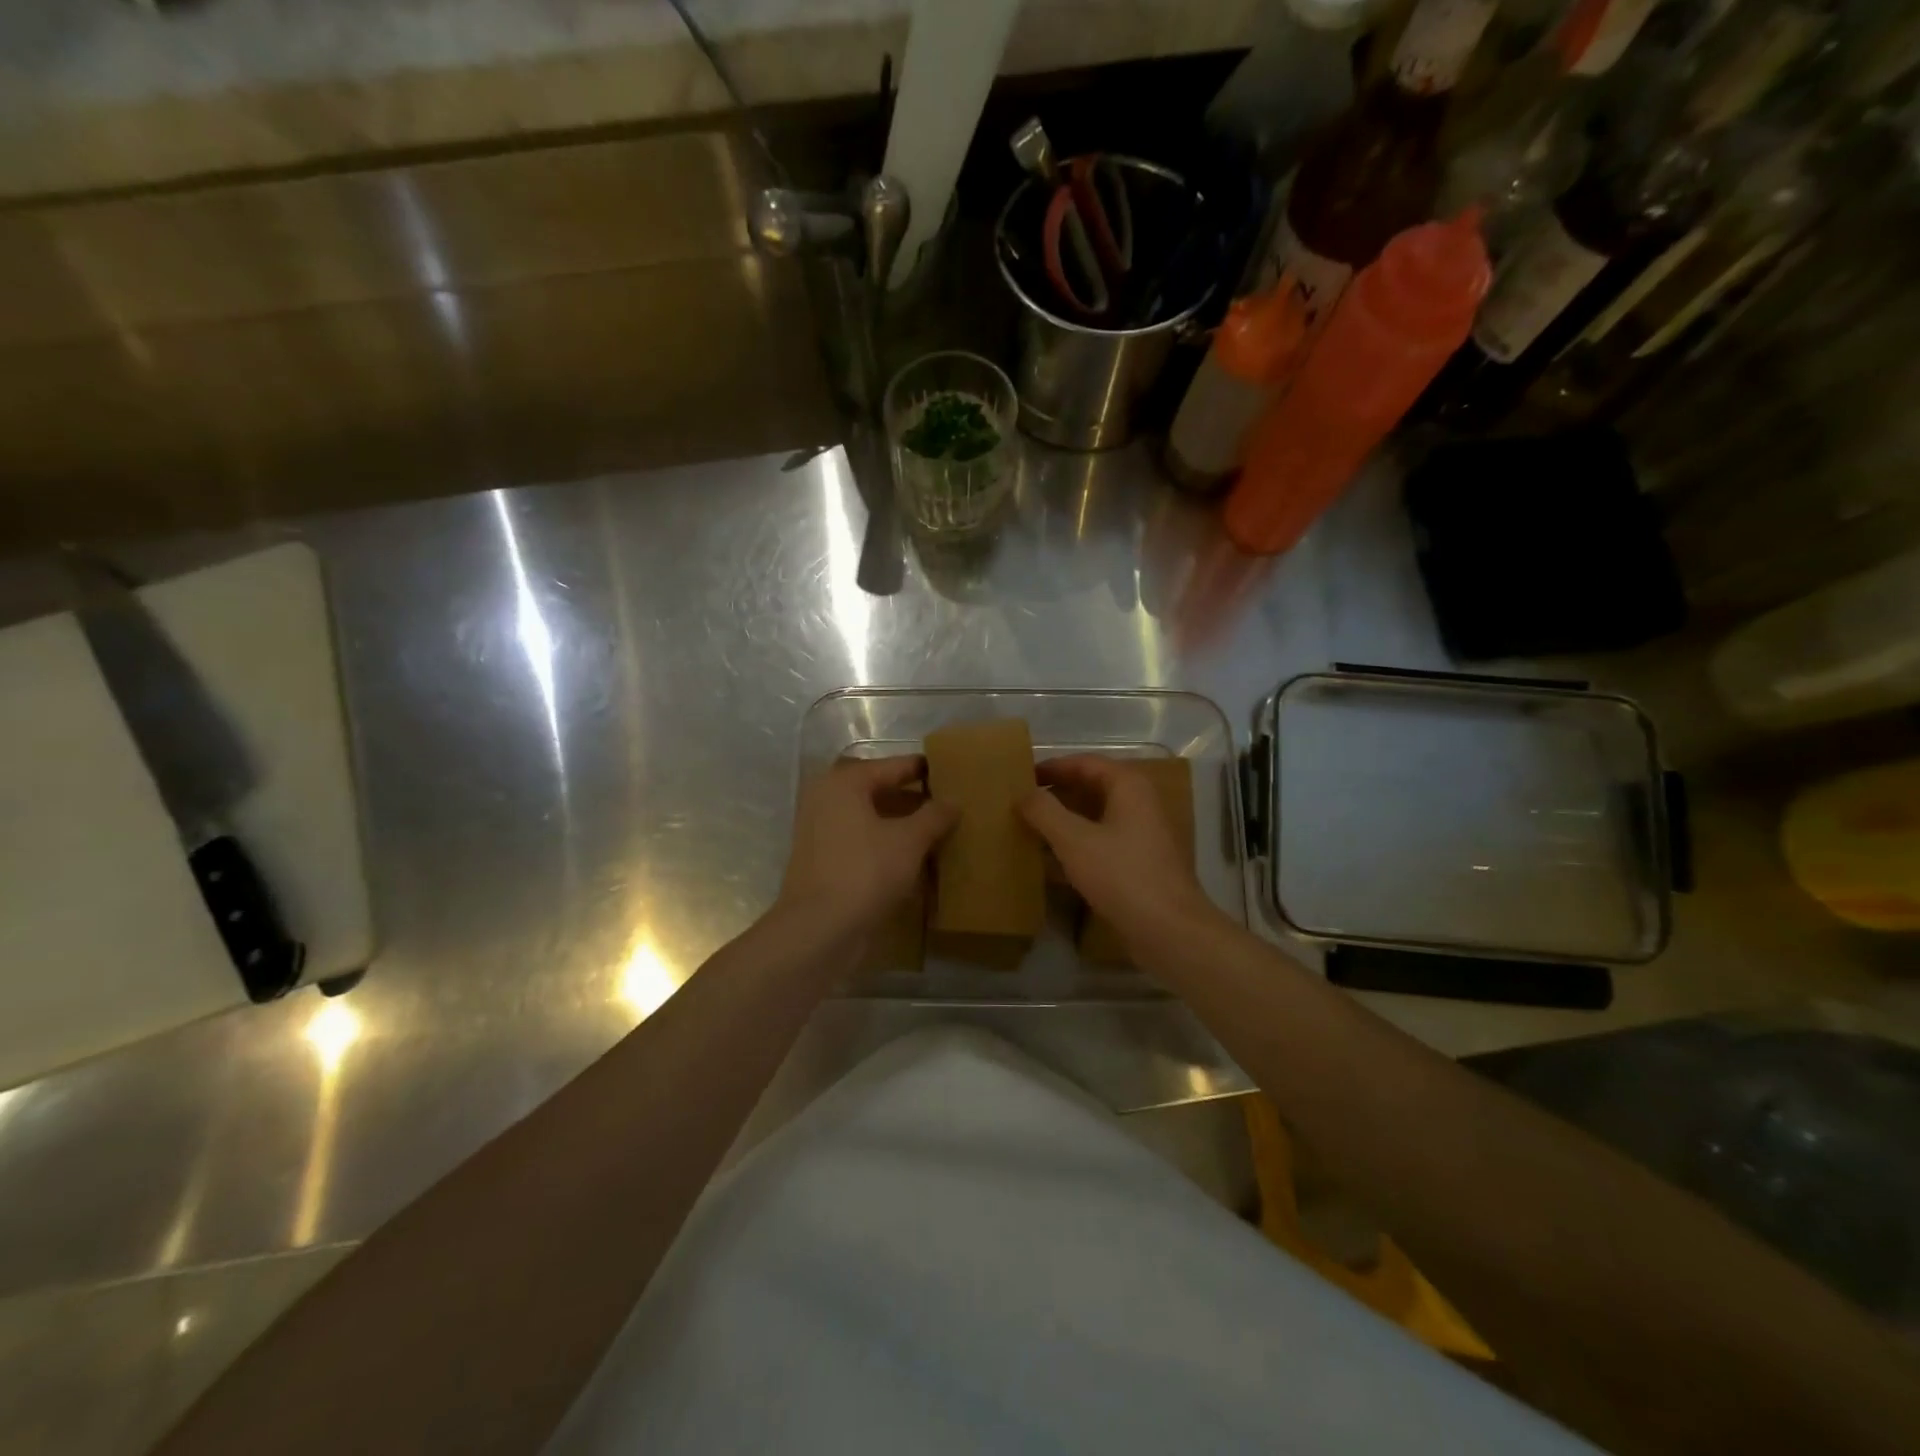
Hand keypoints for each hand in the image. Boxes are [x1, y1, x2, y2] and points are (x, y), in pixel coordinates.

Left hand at [777, 756, 956, 945]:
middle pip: (879, 790)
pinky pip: (861, 840)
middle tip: (948, 805)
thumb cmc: (865, 872)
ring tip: (937, 833)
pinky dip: (885, 844)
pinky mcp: (822, 860)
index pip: (894, 766)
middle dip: (913, 798)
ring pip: (870, 817)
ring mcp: (820, 830)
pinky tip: (913, 858)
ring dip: (901, 823)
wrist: (819, 930)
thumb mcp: (910, 841)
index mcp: (845, 782)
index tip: (954, 774)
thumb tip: (953, 801)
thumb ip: (934, 815)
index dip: (925, 770)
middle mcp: (827, 798)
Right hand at [1019, 755, 1219, 953]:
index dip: (1052, 767)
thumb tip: (1024, 793)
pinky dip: (1075, 848)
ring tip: (1028, 830)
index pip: (1085, 763)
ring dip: (1063, 823)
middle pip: (1091, 789)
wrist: (1170, 931)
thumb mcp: (1074, 840)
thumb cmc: (1122, 876)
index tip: (1020, 777)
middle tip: (1020, 804)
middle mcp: (1139, 804)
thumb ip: (1045, 812)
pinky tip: (1049, 863)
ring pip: (1095, 819)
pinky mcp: (1138, 865)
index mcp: (1129, 787)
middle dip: (1056, 795)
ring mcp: (1141, 836)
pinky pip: (1100, 845)